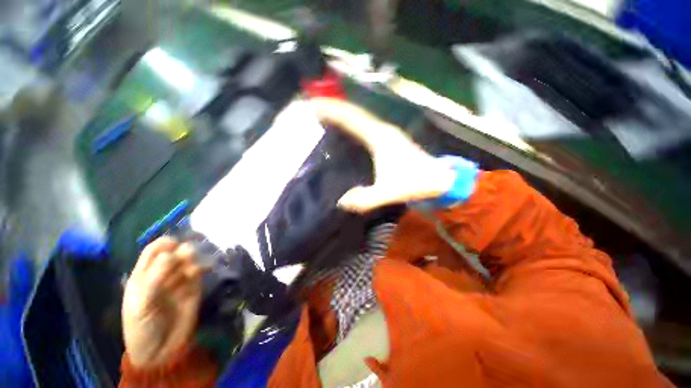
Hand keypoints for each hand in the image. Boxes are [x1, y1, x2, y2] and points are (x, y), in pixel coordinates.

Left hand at [122, 237, 204, 367]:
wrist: (160, 351)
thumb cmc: (142, 327)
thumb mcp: (141, 304)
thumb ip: (154, 278)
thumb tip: (170, 254)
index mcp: (144, 275)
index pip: (154, 251)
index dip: (164, 244)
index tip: (174, 243)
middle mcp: (163, 274)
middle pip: (175, 253)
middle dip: (183, 251)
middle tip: (188, 256)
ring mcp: (180, 281)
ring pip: (189, 261)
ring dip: (194, 259)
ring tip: (194, 269)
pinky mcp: (195, 288)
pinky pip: (200, 272)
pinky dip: (204, 267)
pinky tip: (205, 270)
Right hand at [312, 98, 456, 212]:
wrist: (439, 178)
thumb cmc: (415, 183)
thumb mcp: (388, 193)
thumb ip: (365, 199)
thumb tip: (342, 201)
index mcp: (380, 138)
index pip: (353, 118)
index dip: (333, 110)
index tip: (315, 105)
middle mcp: (382, 130)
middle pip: (355, 112)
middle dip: (334, 107)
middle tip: (314, 106)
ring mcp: (387, 132)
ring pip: (361, 117)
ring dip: (344, 113)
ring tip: (325, 113)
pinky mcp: (389, 138)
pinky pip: (366, 124)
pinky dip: (353, 122)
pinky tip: (347, 126)